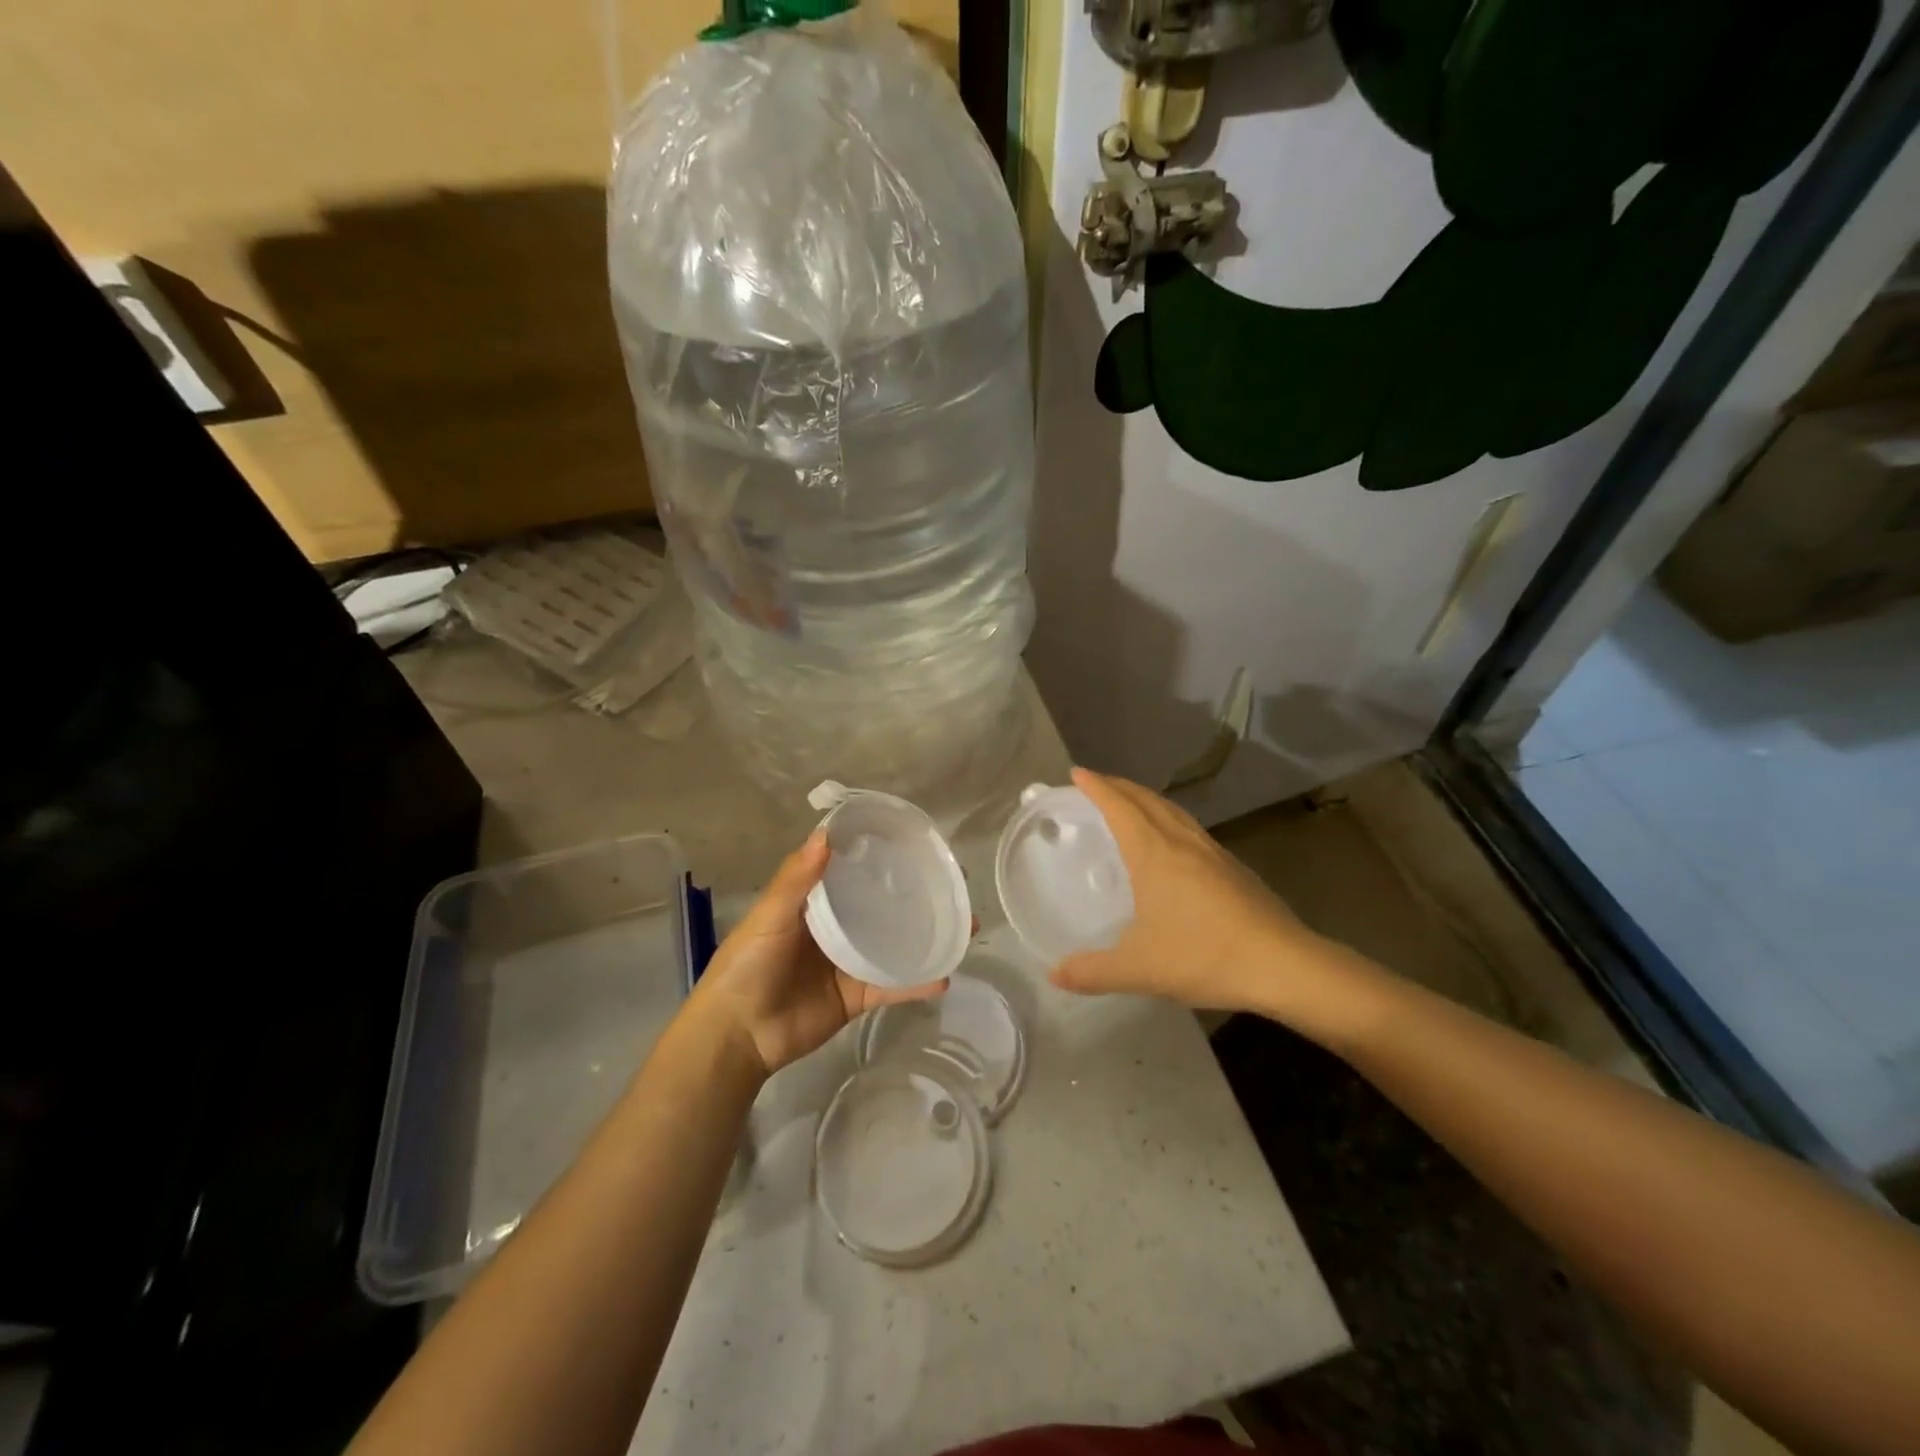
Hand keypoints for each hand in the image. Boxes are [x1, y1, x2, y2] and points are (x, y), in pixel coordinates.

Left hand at [688, 832, 947, 1077]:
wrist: (737, 1035)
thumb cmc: (748, 966)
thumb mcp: (769, 917)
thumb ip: (796, 879)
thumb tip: (827, 834)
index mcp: (814, 902)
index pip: (853, 870)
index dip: (881, 856)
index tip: (916, 842)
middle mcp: (837, 927)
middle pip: (882, 905)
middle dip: (917, 895)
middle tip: (954, 884)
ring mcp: (850, 962)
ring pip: (896, 943)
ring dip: (928, 935)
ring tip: (965, 925)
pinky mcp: (857, 996)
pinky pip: (893, 986)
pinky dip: (918, 983)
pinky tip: (945, 975)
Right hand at [1049, 768, 1317, 1012]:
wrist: (1283, 964)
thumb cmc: (1204, 955)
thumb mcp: (1139, 969)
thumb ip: (1092, 971)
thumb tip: (1054, 975)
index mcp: (1154, 853)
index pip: (1119, 806)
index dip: (1096, 787)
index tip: (1077, 772)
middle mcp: (1182, 842)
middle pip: (1147, 799)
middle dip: (1119, 786)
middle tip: (1097, 783)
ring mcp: (1213, 852)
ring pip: (1174, 811)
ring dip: (1147, 799)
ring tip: (1131, 804)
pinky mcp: (1234, 868)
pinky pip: (1191, 829)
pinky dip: (1170, 820)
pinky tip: (1172, 844)